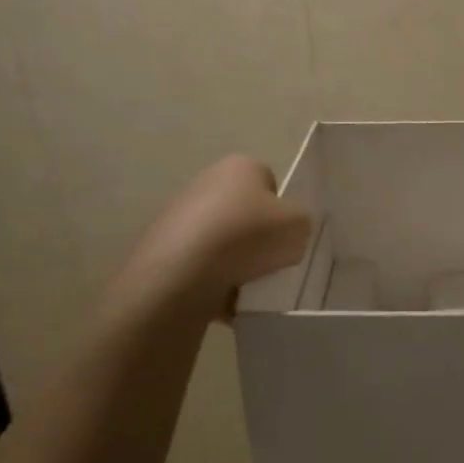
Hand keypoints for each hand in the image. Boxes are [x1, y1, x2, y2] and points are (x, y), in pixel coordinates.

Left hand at [108, 155, 311, 322]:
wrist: (184, 272)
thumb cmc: (248, 236)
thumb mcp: (299, 225)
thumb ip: (300, 223)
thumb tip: (286, 232)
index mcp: (240, 166)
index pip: (270, 183)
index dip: (281, 210)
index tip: (285, 235)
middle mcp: (206, 181)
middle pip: (244, 212)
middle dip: (256, 236)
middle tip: (270, 261)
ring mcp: (180, 214)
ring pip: (222, 240)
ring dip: (234, 260)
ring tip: (247, 284)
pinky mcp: (163, 247)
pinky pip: (201, 264)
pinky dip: (213, 280)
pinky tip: (223, 296)